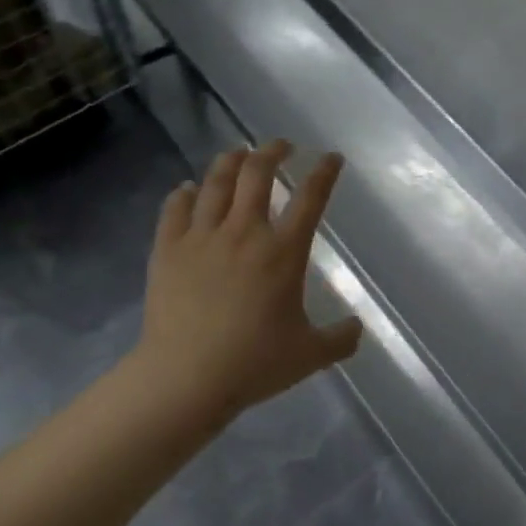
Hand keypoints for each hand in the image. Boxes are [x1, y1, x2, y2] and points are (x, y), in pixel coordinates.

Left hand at [127, 140, 362, 434]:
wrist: (184, 379)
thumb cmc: (253, 363)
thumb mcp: (311, 355)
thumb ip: (341, 338)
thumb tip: (357, 327)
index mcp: (283, 251)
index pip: (310, 197)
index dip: (324, 172)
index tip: (331, 158)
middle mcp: (245, 232)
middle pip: (258, 174)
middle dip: (273, 151)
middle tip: (281, 146)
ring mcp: (202, 238)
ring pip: (216, 183)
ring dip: (230, 161)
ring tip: (239, 153)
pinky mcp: (168, 250)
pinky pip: (174, 209)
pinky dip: (183, 194)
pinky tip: (187, 189)